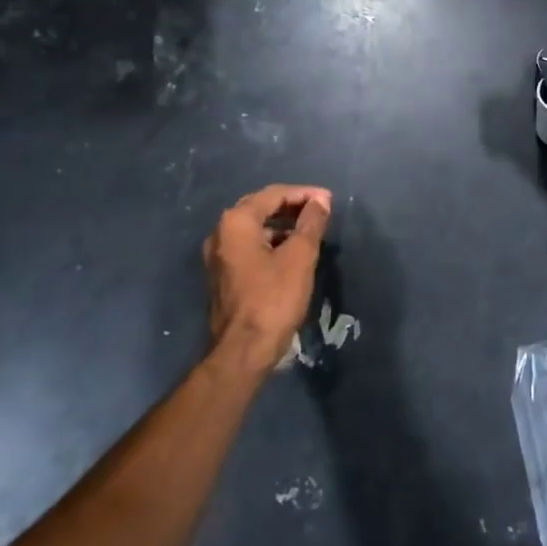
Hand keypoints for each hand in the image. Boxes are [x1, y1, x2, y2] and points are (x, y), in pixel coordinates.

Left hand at [203, 184, 332, 372]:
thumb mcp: (299, 257)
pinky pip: (249, 246)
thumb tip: (321, 201)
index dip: (303, 194)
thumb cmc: (273, 299)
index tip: (328, 200)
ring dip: (282, 225)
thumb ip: (311, 223)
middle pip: (260, 207)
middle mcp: (220, 233)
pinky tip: (291, 251)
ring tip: (310, 230)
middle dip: (291, 206)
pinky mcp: (222, 275)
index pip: (273, 194)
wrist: (243, 351)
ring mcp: (218, 256)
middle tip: (320, 209)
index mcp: (236, 223)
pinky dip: (271, 242)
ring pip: (254, 228)